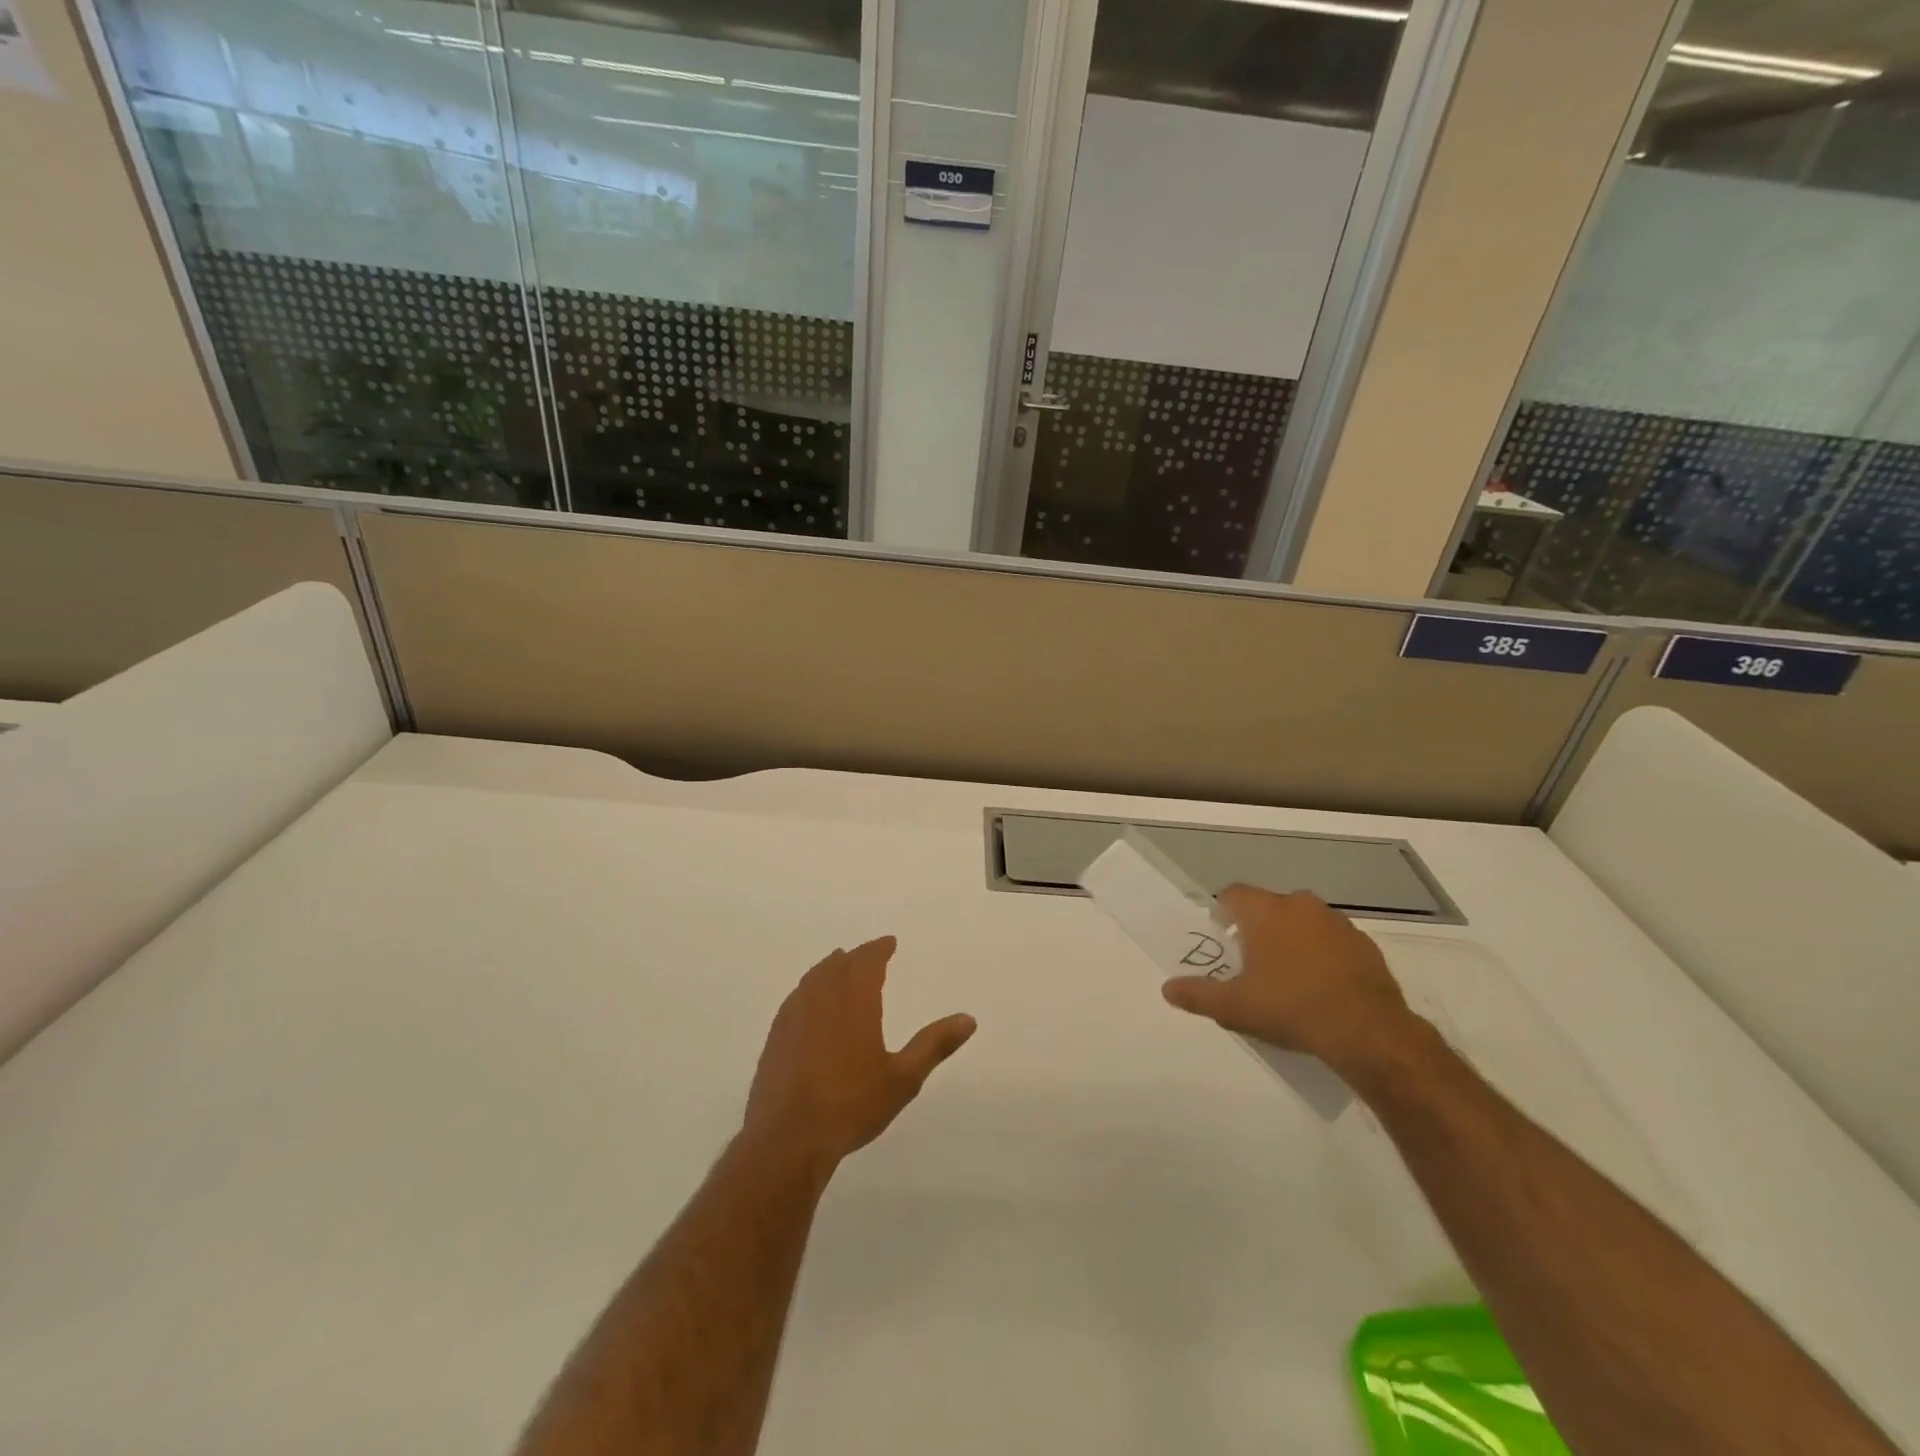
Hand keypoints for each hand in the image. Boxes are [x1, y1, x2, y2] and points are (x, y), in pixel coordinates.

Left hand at [743, 937, 975, 1174]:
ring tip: (839, 966)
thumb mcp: (903, 1078)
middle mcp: (821, 998)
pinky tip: (809, 1003)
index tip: (888, 942)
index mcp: (854, 1001)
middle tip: (869, 954)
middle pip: (838, 965)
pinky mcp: (776, 1037)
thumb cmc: (850, 1105)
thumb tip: (968, 1019)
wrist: (787, 1138)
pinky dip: (808, 989)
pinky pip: (795, 998)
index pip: (867, 961)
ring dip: (830, 968)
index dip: (879, 949)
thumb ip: (934, 1045)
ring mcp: (794, 1016)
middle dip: (856, 956)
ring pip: (813, 978)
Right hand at [1161, 887, 1418, 1071]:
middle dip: (1257, 928)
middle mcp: (1300, 905)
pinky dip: (1322, 955)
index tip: (1222, 939)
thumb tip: (1167, 989)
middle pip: (1268, 907)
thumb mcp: (1234, 1008)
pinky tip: (1321, 987)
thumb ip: (1198, 994)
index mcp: (1265, 911)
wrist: (1367, 1031)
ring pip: (1302, 922)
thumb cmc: (1290, 1008)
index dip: (1222, 913)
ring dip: (1292, 939)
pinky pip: (1332, 941)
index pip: (1233, 894)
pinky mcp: (1364, 944)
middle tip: (1251, 963)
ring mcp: (1336, 922)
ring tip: (1288, 977)